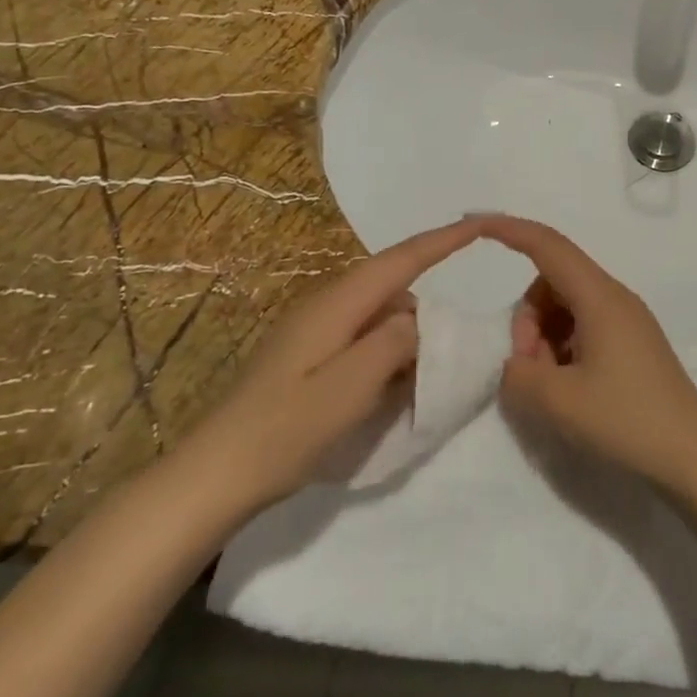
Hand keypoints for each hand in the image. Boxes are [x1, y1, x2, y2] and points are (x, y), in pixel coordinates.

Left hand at [178, 218, 485, 514]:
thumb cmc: (284, 431)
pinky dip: (385, 355)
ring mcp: (313, 329)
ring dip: (404, 339)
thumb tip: (418, 319)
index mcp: (337, 305)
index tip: (481, 223)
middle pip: (392, 287)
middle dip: (426, 309)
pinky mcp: (308, 353)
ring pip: (379, 316)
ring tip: (414, 382)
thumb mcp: (350, 389)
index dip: (443, 240)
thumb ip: (393, 344)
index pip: (401, 260)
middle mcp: (326, 305)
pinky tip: (385, 390)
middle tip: (447, 352)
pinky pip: (362, 338)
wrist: (215, 472)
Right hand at [485, 215, 696, 490]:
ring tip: (548, 382)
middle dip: (527, 315)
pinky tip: (567, 385)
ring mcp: (627, 320)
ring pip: (566, 305)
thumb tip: (516, 362)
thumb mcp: (558, 401)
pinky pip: (584, 325)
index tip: (474, 224)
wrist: (693, 456)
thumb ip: (519, 373)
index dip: (509, 229)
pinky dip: (563, 345)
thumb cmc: (627, 420)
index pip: (547, 246)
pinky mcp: (632, 342)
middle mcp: (615, 298)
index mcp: (600, 297)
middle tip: (528, 365)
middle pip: (552, 280)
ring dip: (543, 334)